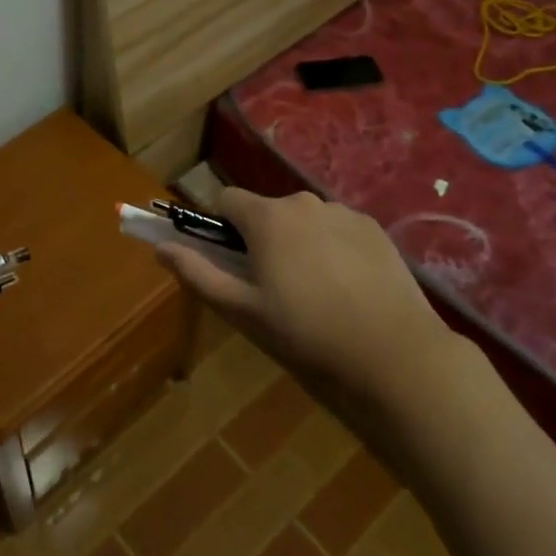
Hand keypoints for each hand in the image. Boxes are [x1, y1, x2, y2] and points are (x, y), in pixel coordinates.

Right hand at [156, 189, 458, 400]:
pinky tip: (346, 289)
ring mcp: (343, 212)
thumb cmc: (306, 334)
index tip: (231, 263)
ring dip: (297, 242)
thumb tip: (160, 248)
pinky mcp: (374, 229)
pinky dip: (331, 248)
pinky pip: (337, 229)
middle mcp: (303, 202)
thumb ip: (197, 273)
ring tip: (314, 292)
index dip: (220, 228)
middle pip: (266, 211)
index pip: (225, 200)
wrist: (394, 355)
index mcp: (267, 218)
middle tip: (272, 287)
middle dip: (261, 239)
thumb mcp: (242, 311)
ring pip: (303, 220)